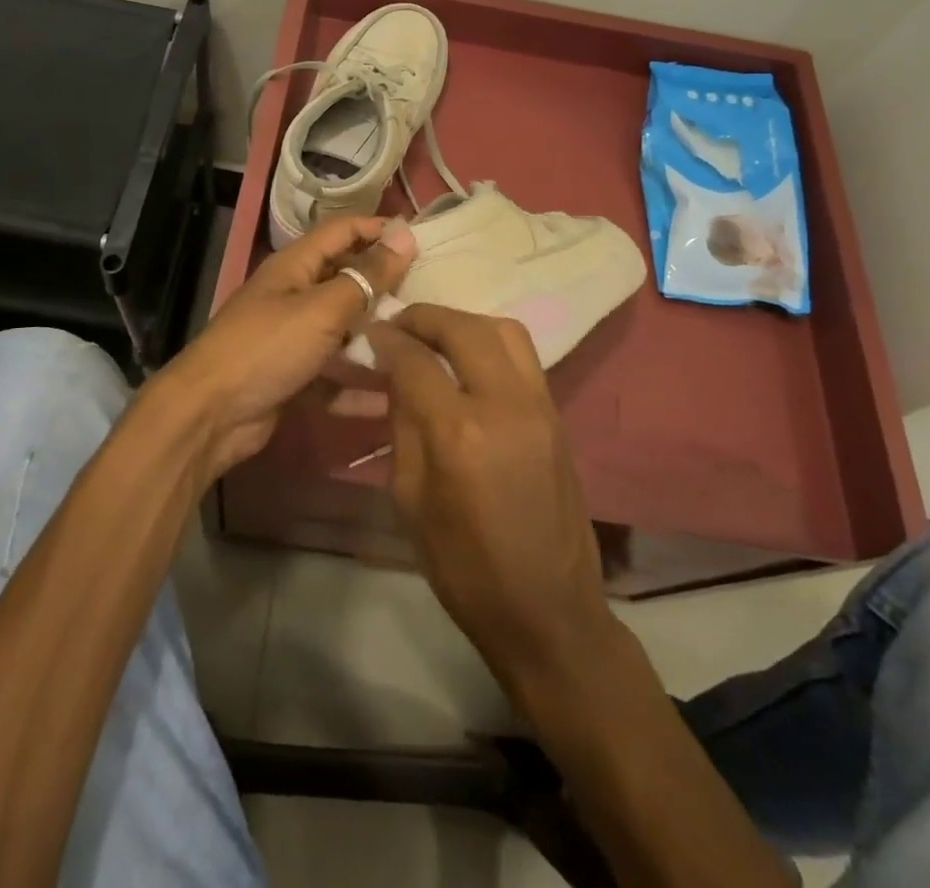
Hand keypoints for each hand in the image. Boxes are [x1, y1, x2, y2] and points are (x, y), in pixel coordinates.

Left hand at [155, 216, 416, 479]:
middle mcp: (293, 295)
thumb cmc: (268, 347)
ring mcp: (292, 338)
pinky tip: (393, 398)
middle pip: (345, 281)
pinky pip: (333, 376)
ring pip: (342, 331)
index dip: (377, 229)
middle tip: (429, 297)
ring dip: (375, 339)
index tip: (420, 240)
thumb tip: (404, 236)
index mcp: (295, 266)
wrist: (210, 415)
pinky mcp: (293, 377)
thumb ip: (366, 276)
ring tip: (420, 346)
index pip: (342, 231)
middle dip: (383, 287)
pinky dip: (357, 385)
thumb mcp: (322, 308)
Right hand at [368, 305, 616, 691]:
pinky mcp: (558, 415)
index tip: (372, 333)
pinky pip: (523, 356)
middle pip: (463, 329)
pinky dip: (491, 343)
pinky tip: (469, 361)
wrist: (548, 610)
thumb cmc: (465, 568)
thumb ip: (404, 426)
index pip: (416, 360)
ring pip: (503, 331)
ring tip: (436, 337)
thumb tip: (398, 375)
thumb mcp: (411, 500)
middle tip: (400, 325)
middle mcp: (505, 404)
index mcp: (459, 433)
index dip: (389, 340)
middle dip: (425, 318)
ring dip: (463, 323)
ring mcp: (540, 406)